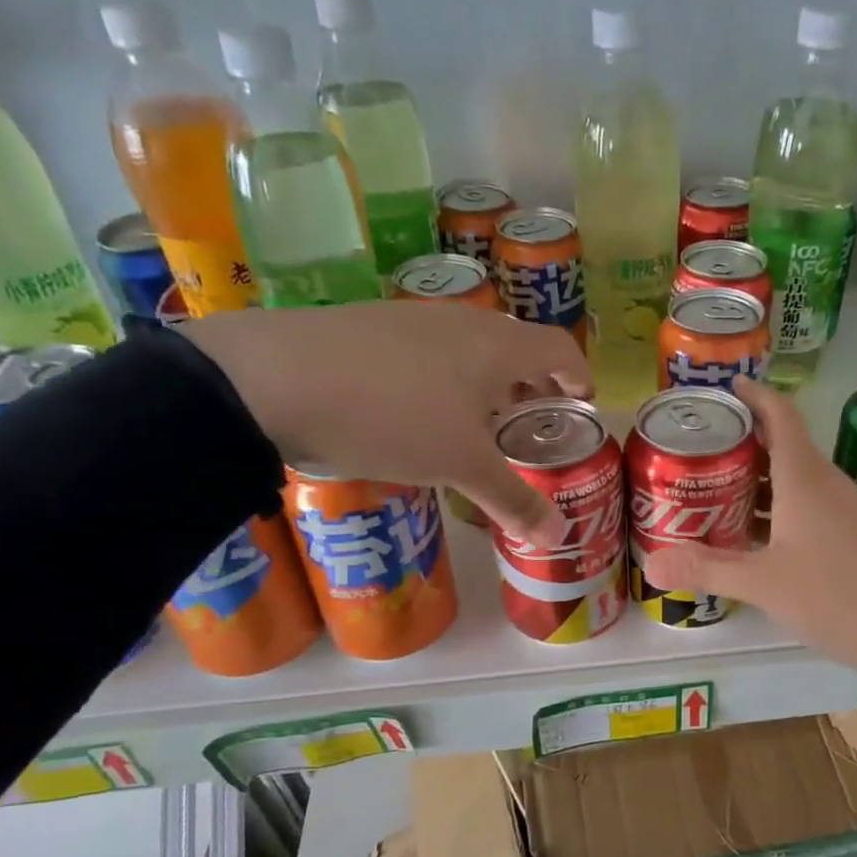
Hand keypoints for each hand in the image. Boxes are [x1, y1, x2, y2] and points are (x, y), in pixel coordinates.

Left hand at [183, 304, 590, 544]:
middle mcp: (460, 322)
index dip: (578, 373)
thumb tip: (558, 537)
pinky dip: (442, 378)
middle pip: (514, 346)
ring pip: (467, 347)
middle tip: (530, 422)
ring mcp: (411, 318)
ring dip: (485, 382)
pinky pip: (426, 350)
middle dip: (531, 384)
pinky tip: (417, 411)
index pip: (558, 347)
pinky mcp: (368, 326)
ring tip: (476, 423)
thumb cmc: (394, 417)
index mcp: (496, 346)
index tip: (583, 400)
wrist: (273, 379)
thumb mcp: (460, 466)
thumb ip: (512, 500)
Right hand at [642, 377, 856, 722]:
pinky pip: (811, 508)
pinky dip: (780, 510)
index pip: (780, 416)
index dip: (755, 395)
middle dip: (744, 443)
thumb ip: (708, 569)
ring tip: (718, 493)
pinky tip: (759, 540)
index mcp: (805, 479)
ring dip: (760, 481)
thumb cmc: (838, 597)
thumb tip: (651, 563)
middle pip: (785, 446)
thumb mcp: (764, 584)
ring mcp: (848, 511)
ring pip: (797, 481)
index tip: (726, 387)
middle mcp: (828, 485)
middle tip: (700, 452)